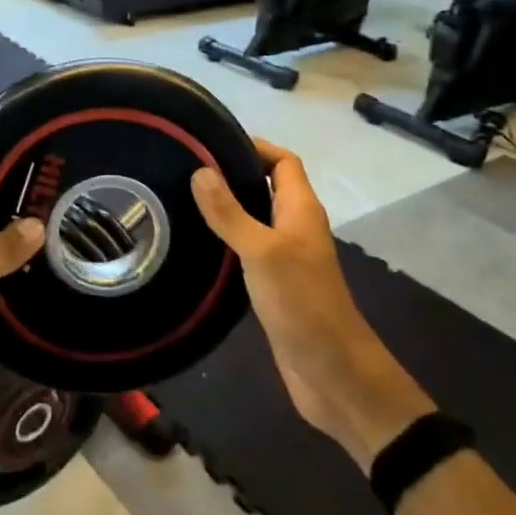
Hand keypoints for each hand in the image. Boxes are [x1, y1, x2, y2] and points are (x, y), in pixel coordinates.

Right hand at [192, 139, 432, 465]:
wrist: (332, 372)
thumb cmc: (302, 302)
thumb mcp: (262, 251)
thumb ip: (229, 213)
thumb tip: (200, 170)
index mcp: (301, 209)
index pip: (283, 161)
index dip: (255, 146)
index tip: (212, 143)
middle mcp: (295, 227)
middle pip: (267, 186)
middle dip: (233, 174)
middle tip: (187, 169)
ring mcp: (286, 257)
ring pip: (255, 218)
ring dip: (226, 208)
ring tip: (182, 200)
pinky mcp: (274, 284)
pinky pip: (248, 249)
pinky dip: (226, 240)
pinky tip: (198, 243)